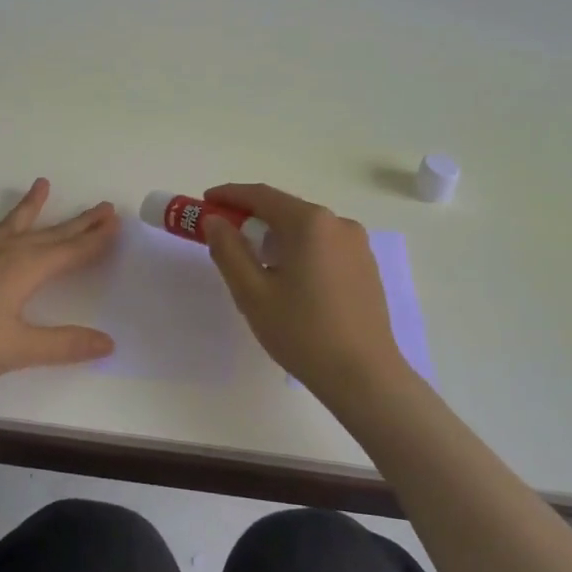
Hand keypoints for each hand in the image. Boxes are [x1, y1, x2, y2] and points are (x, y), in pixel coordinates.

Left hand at [0, 178, 119, 392]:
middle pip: (48, 234)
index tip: (115, 223)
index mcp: (25, 270)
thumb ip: (65, 345)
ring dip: (27, 207)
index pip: (70, 252)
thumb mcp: (20, 348)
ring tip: (42, 184)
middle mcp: (2, 252)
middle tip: (102, 207)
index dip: (95, 240)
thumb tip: (109, 342)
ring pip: (6, 224)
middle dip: (77, 223)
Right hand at [202, 182, 407, 400]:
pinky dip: (299, 251)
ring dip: (276, 237)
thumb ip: (228, 250)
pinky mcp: (366, 266)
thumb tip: (214, 221)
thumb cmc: (302, 332)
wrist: (364, 377)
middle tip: (225, 238)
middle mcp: (338, 223)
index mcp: (310, 223)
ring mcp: (357, 245)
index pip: (261, 195)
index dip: (229, 195)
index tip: (205, 202)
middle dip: (251, 218)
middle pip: (285, 210)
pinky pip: (323, 246)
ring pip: (305, 229)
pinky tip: (290, 281)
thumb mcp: (252, 293)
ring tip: (256, 266)